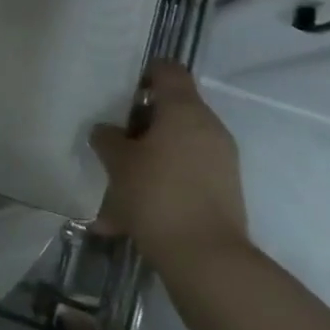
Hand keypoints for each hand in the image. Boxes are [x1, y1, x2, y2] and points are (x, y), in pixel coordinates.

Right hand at [91, 61, 248, 271]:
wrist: (206, 258)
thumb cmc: (157, 195)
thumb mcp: (119, 163)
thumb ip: (108, 139)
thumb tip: (106, 130)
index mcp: (184, 110)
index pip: (168, 70)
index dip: (144, 73)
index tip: (122, 92)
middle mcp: (209, 127)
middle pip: (174, 108)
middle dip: (142, 122)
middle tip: (114, 139)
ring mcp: (221, 159)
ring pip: (179, 143)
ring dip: (151, 154)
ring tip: (120, 180)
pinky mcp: (224, 189)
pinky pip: (187, 171)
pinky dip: (164, 179)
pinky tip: (133, 210)